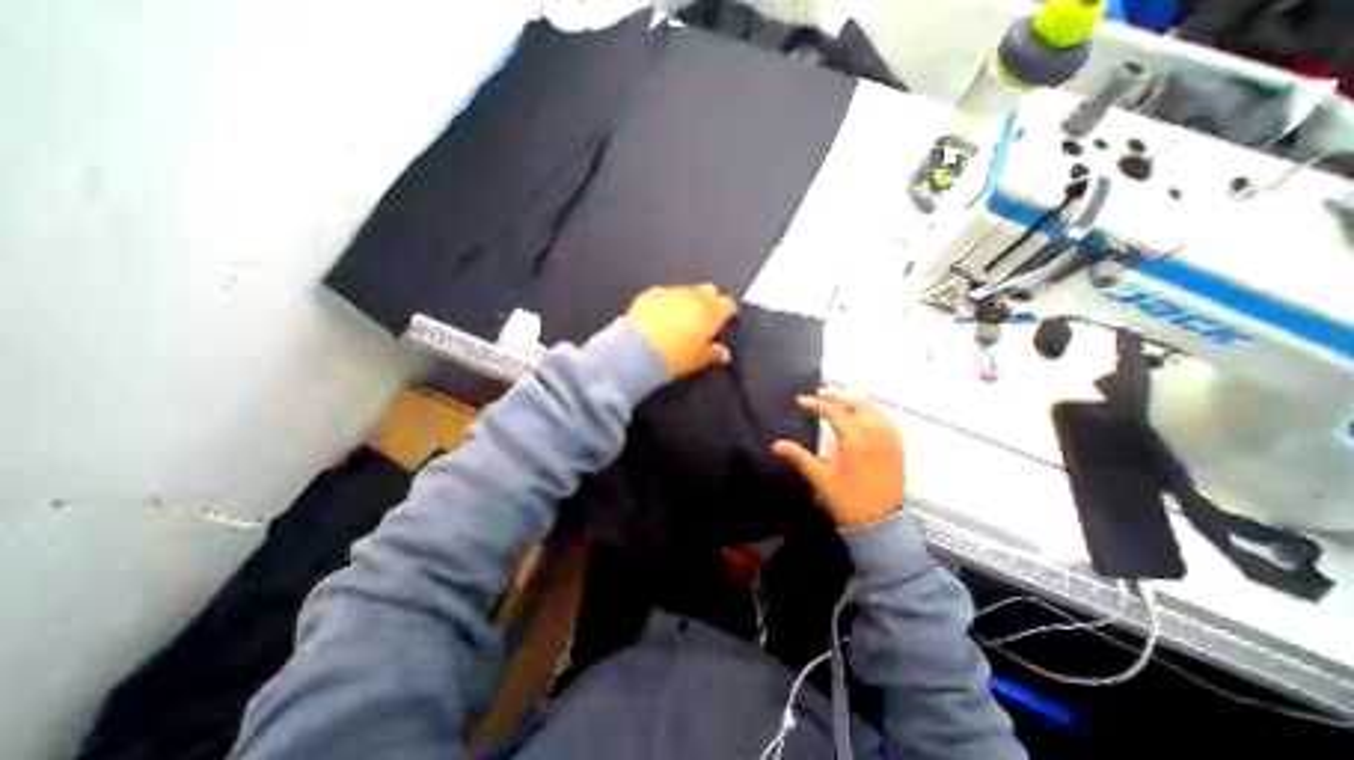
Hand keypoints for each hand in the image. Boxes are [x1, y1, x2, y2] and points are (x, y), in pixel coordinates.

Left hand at [626, 281, 739, 375]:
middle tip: (707, 314)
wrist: (637, 351)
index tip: (728, 318)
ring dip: (688, 299)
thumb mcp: (699, 360)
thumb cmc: (675, 358)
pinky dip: (667, 301)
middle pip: (709, 290)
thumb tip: (723, 353)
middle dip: (710, 299)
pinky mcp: (649, 295)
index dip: (728, 311)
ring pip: (686, 290)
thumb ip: (713, 354)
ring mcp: (670, 292)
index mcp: (710, 312)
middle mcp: (693, 296)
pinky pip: (664, 294)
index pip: (727, 304)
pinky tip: (662, 312)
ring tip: (683, 314)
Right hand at [778, 391, 900, 526]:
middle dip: (837, 395)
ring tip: (839, 399)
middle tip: (820, 393)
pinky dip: (874, 410)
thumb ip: (799, 457)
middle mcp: (875, 435)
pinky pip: (887, 420)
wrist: (880, 525)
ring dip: (855, 400)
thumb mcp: (820, 479)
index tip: (800, 401)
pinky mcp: (898, 448)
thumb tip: (776, 444)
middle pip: (857, 404)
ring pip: (874, 409)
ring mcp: (889, 440)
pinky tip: (865, 413)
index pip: (835, 411)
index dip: (816, 404)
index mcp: (855, 441)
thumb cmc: (847, 501)